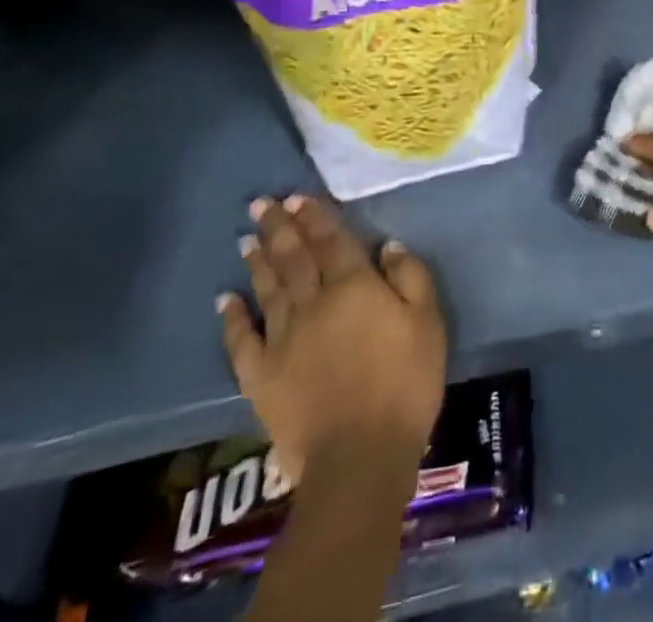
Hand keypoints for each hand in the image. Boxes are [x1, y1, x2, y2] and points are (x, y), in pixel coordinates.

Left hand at [219, 194, 446, 488]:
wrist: (360, 455)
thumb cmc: (405, 381)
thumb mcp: (427, 320)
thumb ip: (410, 276)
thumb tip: (387, 245)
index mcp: (353, 285)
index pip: (331, 240)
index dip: (315, 216)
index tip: (298, 196)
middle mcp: (313, 302)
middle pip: (293, 257)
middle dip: (278, 227)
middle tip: (261, 203)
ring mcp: (282, 339)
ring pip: (267, 289)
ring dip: (257, 260)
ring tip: (246, 237)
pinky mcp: (261, 376)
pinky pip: (242, 340)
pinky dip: (232, 317)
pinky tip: (225, 299)